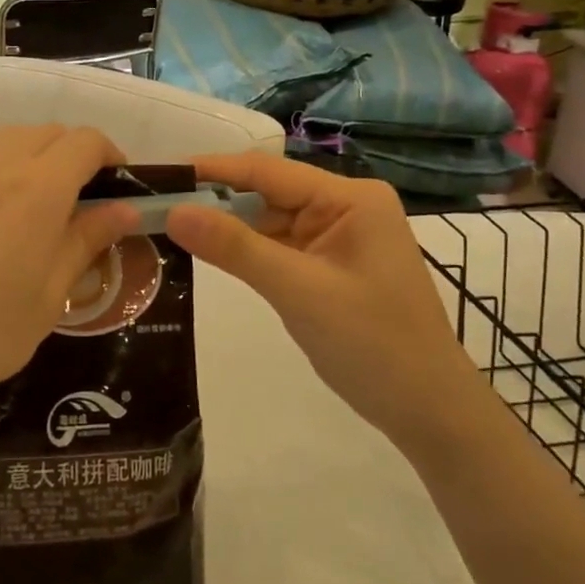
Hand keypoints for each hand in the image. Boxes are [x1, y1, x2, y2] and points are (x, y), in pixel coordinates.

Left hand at [0, 126, 139, 439]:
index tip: (113, 184)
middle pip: (47, 133)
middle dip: (70, 156)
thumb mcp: (48, 298)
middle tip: (70, 201)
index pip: (87, 142)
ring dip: (25, 154)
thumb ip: (87, 242)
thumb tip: (127, 208)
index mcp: (40, 189)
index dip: (109, 155)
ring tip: (18, 198)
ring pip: (2, 135)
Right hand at [166, 154, 474, 433]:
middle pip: (268, 194)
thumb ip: (235, 248)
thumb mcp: (298, 292)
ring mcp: (339, 236)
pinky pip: (280, 247)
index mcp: (350, 198)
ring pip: (270, 221)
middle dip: (216, 202)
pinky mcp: (330, 264)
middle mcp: (346, 206)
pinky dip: (248, 252)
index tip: (162, 174)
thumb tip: (173, 210)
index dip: (213, 171)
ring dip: (229, 229)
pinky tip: (210, 253)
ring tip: (170, 227)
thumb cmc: (373, 345)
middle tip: (155, 207)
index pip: (268, 171)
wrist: (429, 412)